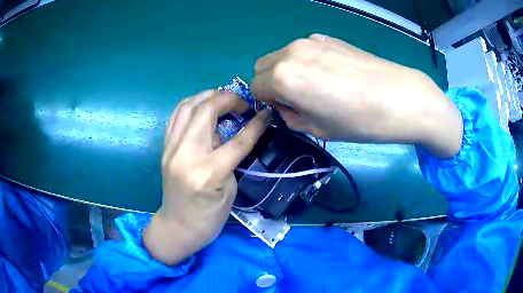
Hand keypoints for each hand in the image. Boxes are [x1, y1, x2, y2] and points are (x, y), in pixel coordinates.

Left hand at [143, 90, 271, 264]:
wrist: (178, 227)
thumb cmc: (209, 217)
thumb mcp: (229, 189)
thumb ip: (231, 157)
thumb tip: (233, 131)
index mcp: (208, 172)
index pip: (237, 139)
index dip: (256, 123)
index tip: (267, 112)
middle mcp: (186, 154)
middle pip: (207, 110)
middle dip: (228, 99)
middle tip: (242, 104)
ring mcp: (171, 148)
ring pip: (187, 106)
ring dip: (207, 95)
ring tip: (223, 98)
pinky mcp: (164, 148)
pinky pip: (176, 116)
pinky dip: (191, 104)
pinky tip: (202, 106)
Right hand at [251, 34, 461, 157]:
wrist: (399, 97)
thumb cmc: (359, 121)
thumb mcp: (318, 129)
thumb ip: (291, 116)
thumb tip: (285, 104)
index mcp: (283, 77)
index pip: (255, 88)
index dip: (267, 102)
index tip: (286, 110)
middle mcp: (291, 53)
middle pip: (262, 67)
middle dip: (270, 83)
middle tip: (296, 98)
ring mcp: (310, 41)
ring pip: (282, 55)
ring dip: (286, 71)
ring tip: (316, 85)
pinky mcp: (328, 38)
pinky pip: (303, 49)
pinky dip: (304, 61)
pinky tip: (331, 73)